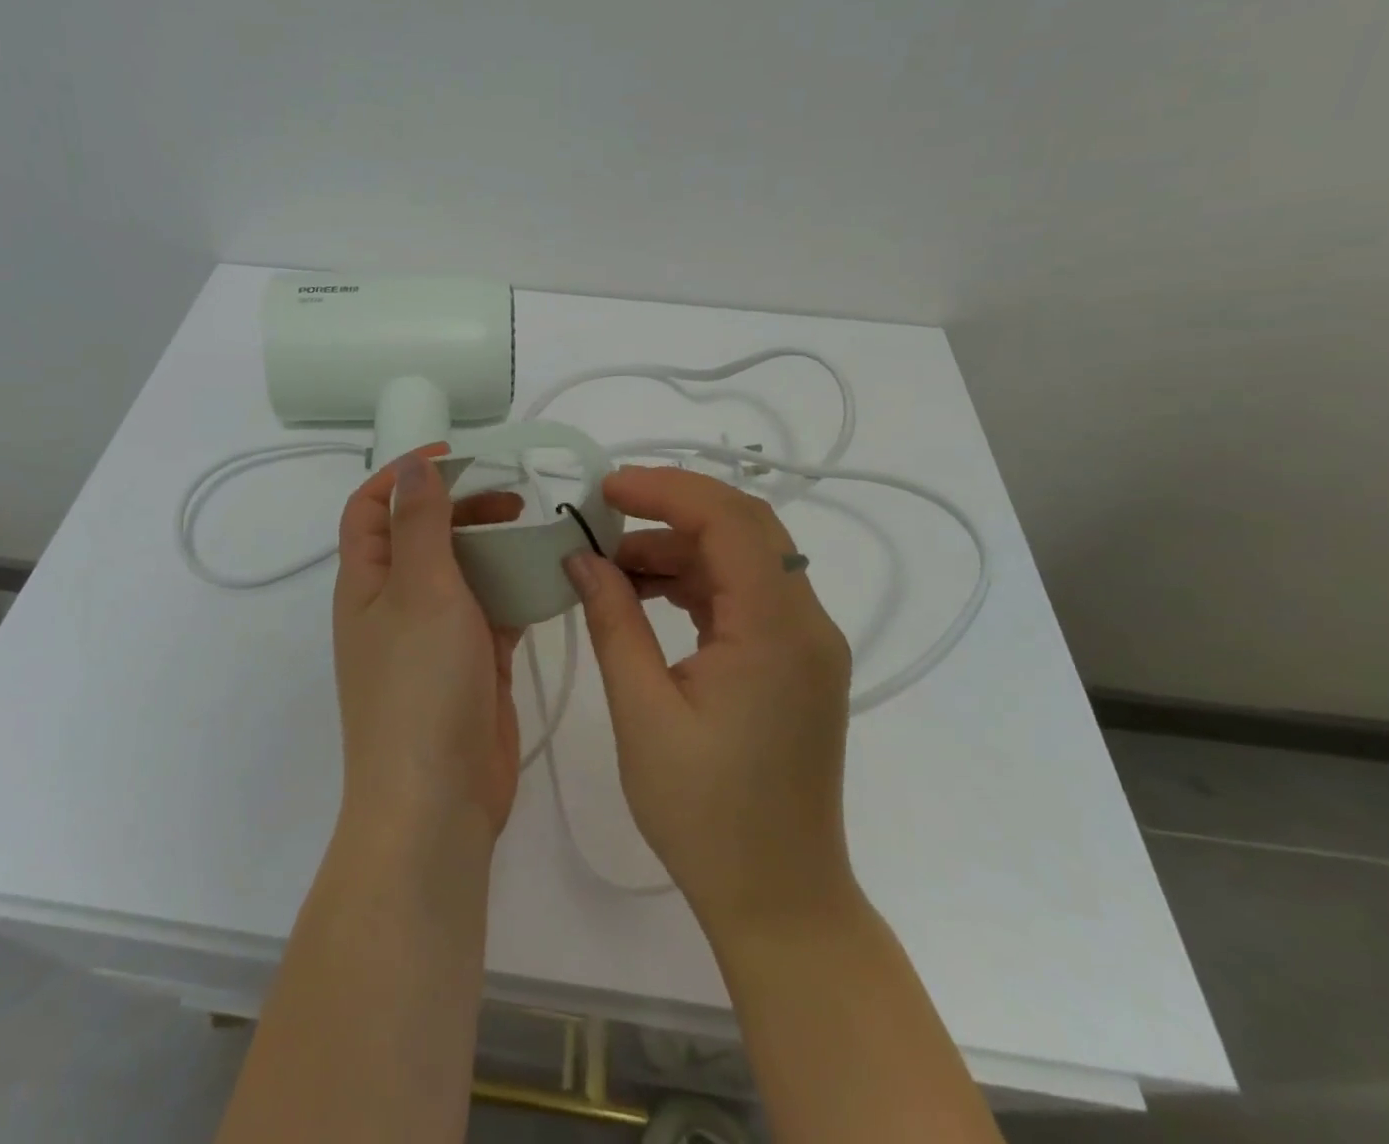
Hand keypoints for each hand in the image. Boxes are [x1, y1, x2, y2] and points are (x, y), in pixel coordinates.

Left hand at [333, 447, 525, 842]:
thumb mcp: (419, 590)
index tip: (459, 457)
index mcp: (367, 582)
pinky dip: (515, 589)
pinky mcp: (471, 663)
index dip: (406, 474)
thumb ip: (420, 524)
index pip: (371, 507)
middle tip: (514, 496)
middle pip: (423, 535)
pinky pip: (492, 610)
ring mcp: (434, 636)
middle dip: (462, 507)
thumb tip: (413, 466)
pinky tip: (550, 576)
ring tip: (538, 530)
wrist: (438, 802)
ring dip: (494, 547)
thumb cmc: (420, 685)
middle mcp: (395, 603)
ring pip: (462, 572)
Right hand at [564, 466, 859, 942]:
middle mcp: (807, 623)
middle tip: (606, 510)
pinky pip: (747, 595)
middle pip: (745, 527)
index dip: (666, 490)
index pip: (730, 521)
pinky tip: (648, 592)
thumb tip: (581, 558)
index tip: (605, 489)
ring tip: (613, 562)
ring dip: (681, 546)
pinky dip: (697, 580)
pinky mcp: (795, 661)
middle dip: (673, 507)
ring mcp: (807, 642)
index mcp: (778, 631)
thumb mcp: (643, 713)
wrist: (779, 899)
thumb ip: (613, 622)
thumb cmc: (706, 815)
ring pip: (745, 557)